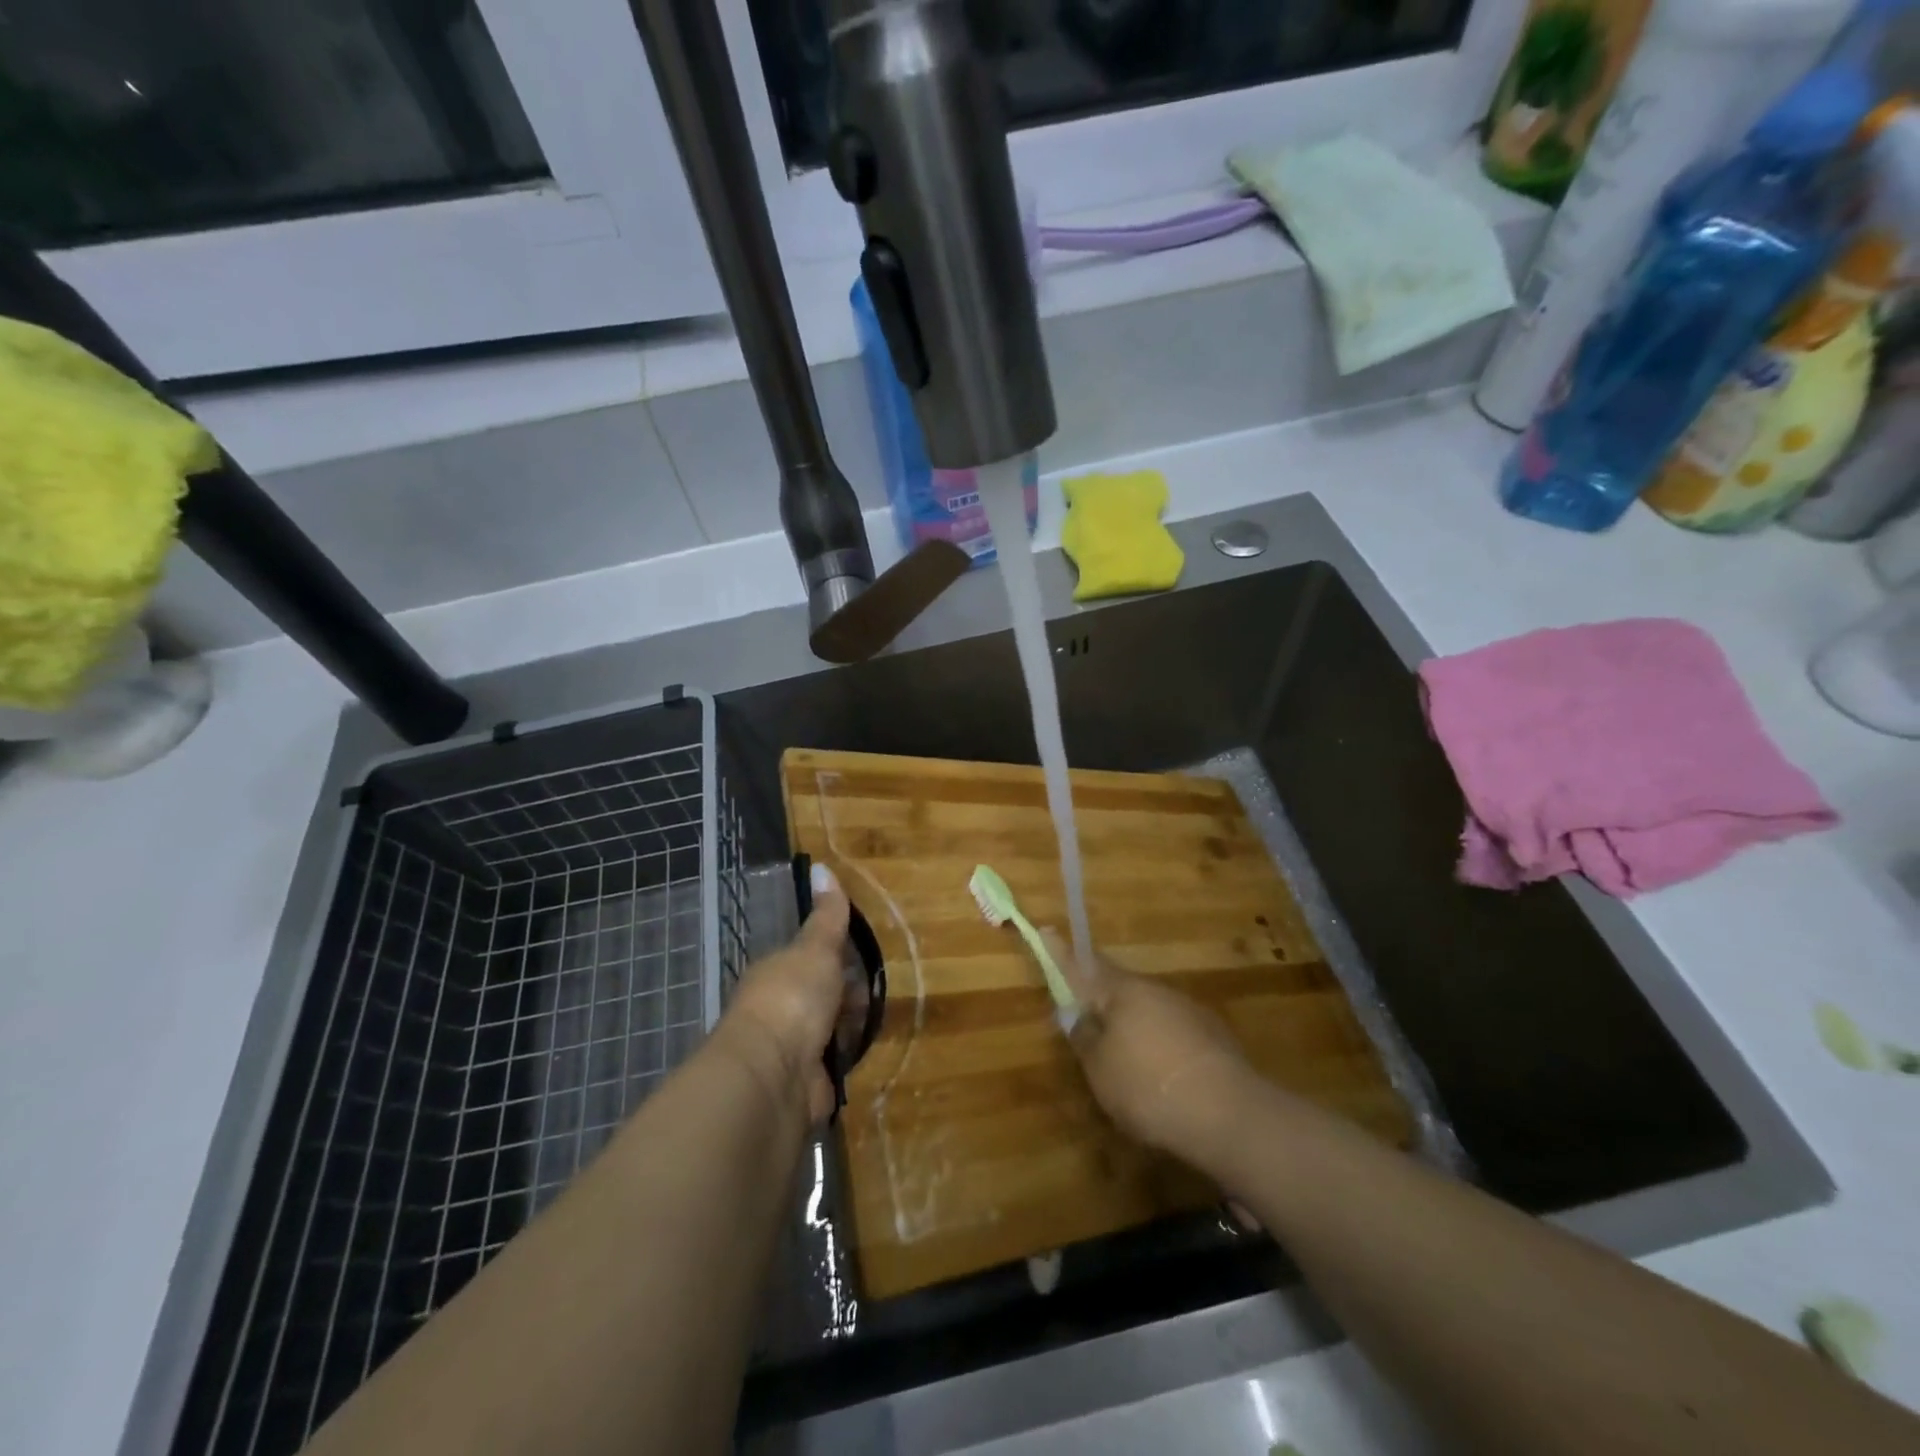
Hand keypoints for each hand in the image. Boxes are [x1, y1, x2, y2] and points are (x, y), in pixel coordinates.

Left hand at [714, 864, 849, 1123]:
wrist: (773, 1074)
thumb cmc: (792, 999)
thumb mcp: (816, 948)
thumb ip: (826, 916)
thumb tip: (821, 866)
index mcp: (776, 974)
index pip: (809, 961)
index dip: (836, 959)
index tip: (860, 960)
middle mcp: (779, 1010)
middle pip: (820, 997)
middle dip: (847, 997)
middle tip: (873, 994)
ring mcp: (790, 1050)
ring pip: (827, 1031)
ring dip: (847, 1029)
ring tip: (873, 1023)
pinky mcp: (805, 1085)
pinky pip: (832, 1066)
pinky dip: (845, 1060)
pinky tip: (862, 1055)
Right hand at [1043, 928, 1257, 1164]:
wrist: (1229, 1115)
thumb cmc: (1148, 1087)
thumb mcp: (1100, 1070)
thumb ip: (1084, 1039)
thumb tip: (1075, 1016)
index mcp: (1122, 992)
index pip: (1084, 964)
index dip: (1062, 952)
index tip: (1047, 929)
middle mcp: (1155, 990)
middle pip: (1118, 987)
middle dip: (1100, 998)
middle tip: (1085, 1017)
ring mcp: (1188, 1010)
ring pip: (1148, 1009)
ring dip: (1132, 1024)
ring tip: (1124, 1058)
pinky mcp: (1213, 1036)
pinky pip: (1172, 1031)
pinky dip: (1159, 1044)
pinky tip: (1160, 1074)